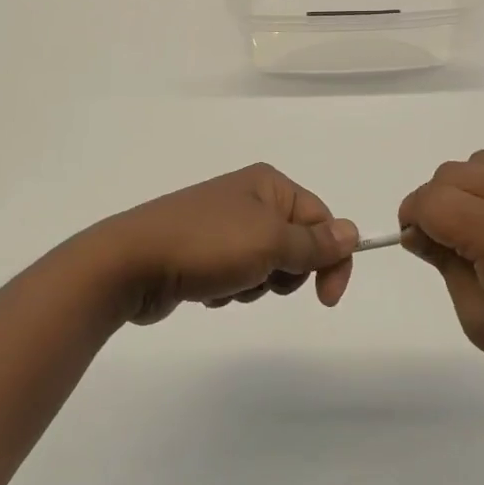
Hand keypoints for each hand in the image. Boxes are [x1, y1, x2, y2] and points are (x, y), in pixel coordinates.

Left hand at [90, 164, 359, 325]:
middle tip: (260, 279)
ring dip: (255, 284)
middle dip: (284, 273)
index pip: (321, 219)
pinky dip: (230, 289)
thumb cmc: (207, 246)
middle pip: (296, 244)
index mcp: (268, 184)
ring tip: (227, 285)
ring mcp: (222, 225)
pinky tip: (208, 291)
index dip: (331, 259)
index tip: (327, 299)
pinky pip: (237, 275)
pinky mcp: (202, 252)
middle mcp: (248, 198)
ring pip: (267, 265)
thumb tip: (353, 232)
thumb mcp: (270, 243)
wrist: (130, 263)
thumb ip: (314, 243)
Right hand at [398, 151, 483, 399]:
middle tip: (441, 243)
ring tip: (470, 228)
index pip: (432, 201)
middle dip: (432, 203)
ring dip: (459, 188)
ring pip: (477, 162)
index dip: (410, 219)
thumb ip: (444, 264)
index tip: (415, 245)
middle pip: (450, 174)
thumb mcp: (480, 319)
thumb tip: (416, 232)